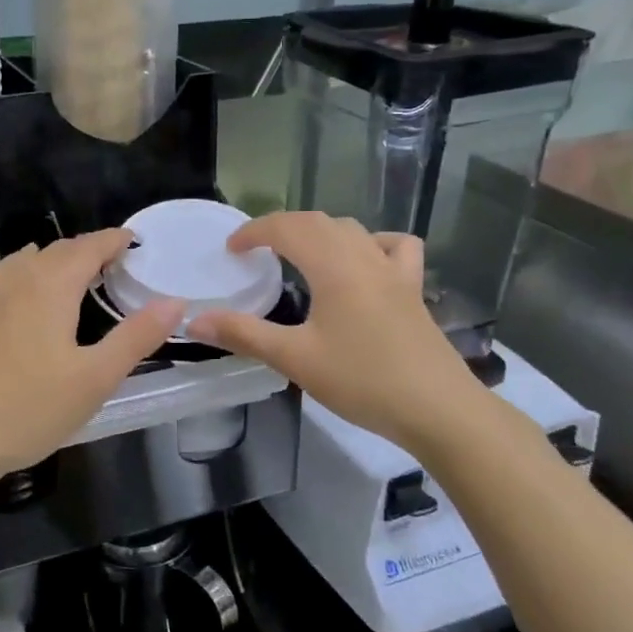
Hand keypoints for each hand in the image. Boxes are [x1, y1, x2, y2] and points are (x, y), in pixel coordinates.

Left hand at [0, 230, 183, 485]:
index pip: (89, 247)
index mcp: (51, 286)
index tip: (135, 240)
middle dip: (89, 248)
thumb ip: (136, 337)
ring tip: (78, 274)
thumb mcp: (95, 378)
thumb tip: (175, 302)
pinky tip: (25, 286)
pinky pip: (5, 273)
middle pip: (59, 249)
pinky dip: (26, 268)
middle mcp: (18, 278)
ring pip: (30, 259)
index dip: (114, 239)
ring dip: (58, 258)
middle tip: (116, 262)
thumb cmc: (30, 409)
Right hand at [188, 212, 490, 452]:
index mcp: (333, 266)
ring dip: (320, 231)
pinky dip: (372, 242)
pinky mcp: (413, 289)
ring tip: (299, 253)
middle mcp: (364, 256)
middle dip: (281, 227)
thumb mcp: (295, 359)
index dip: (254, 231)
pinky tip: (365, 262)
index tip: (231, 249)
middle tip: (255, 251)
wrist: (438, 409)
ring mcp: (394, 270)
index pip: (286, 228)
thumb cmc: (362, 380)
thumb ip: (243, 334)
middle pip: (318, 222)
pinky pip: (395, 247)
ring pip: (352, 229)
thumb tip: (194, 321)